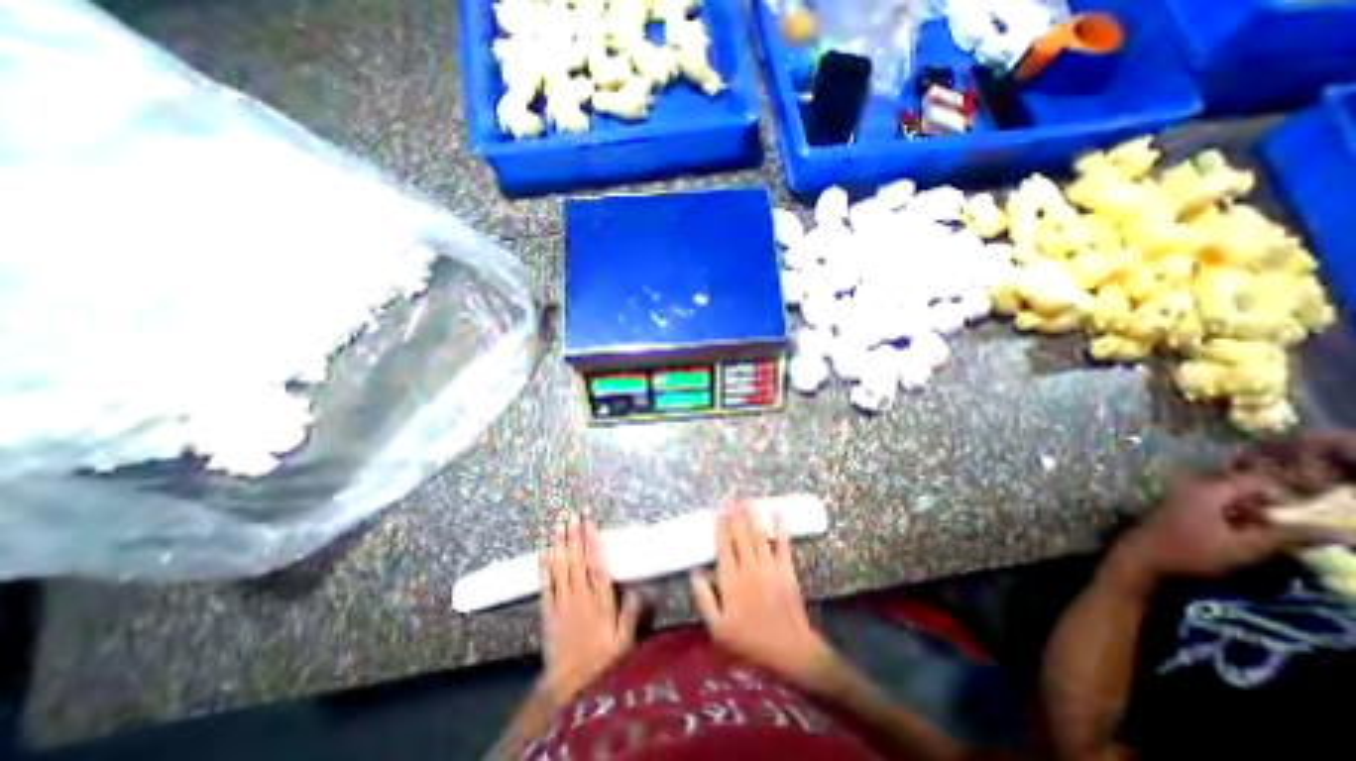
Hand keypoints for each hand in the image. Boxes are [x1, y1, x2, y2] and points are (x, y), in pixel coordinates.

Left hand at [538, 512, 641, 708]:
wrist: (567, 683)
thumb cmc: (600, 660)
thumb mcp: (624, 641)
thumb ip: (631, 614)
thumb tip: (639, 589)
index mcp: (600, 601)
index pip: (597, 566)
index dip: (593, 544)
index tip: (591, 525)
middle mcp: (580, 596)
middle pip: (577, 561)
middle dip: (575, 537)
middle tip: (572, 516)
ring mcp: (562, 602)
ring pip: (561, 568)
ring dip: (560, 546)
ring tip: (559, 526)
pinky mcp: (548, 610)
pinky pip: (546, 585)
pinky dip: (544, 567)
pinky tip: (544, 552)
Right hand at [692, 501, 832, 689]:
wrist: (789, 650)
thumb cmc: (750, 640)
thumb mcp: (718, 628)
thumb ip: (704, 599)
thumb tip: (694, 572)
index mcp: (731, 580)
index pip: (723, 546)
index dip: (720, 527)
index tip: (717, 512)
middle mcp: (749, 567)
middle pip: (740, 535)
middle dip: (734, 515)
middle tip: (730, 499)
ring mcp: (769, 567)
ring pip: (758, 535)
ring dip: (752, 515)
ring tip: (746, 500)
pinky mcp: (786, 570)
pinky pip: (783, 544)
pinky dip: (780, 528)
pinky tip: (777, 514)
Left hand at [1118, 472, 1308, 585]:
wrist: (1145, 555)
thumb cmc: (1194, 550)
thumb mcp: (1247, 546)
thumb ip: (1290, 535)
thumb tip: (1344, 531)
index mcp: (1208, 489)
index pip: (1258, 480)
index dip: (1290, 491)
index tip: (1320, 508)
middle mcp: (1192, 486)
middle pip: (1243, 487)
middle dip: (1274, 501)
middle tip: (1304, 521)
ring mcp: (1182, 495)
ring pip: (1230, 496)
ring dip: (1256, 509)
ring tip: (1283, 528)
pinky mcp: (1179, 506)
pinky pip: (1216, 504)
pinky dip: (1237, 513)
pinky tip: (1251, 530)